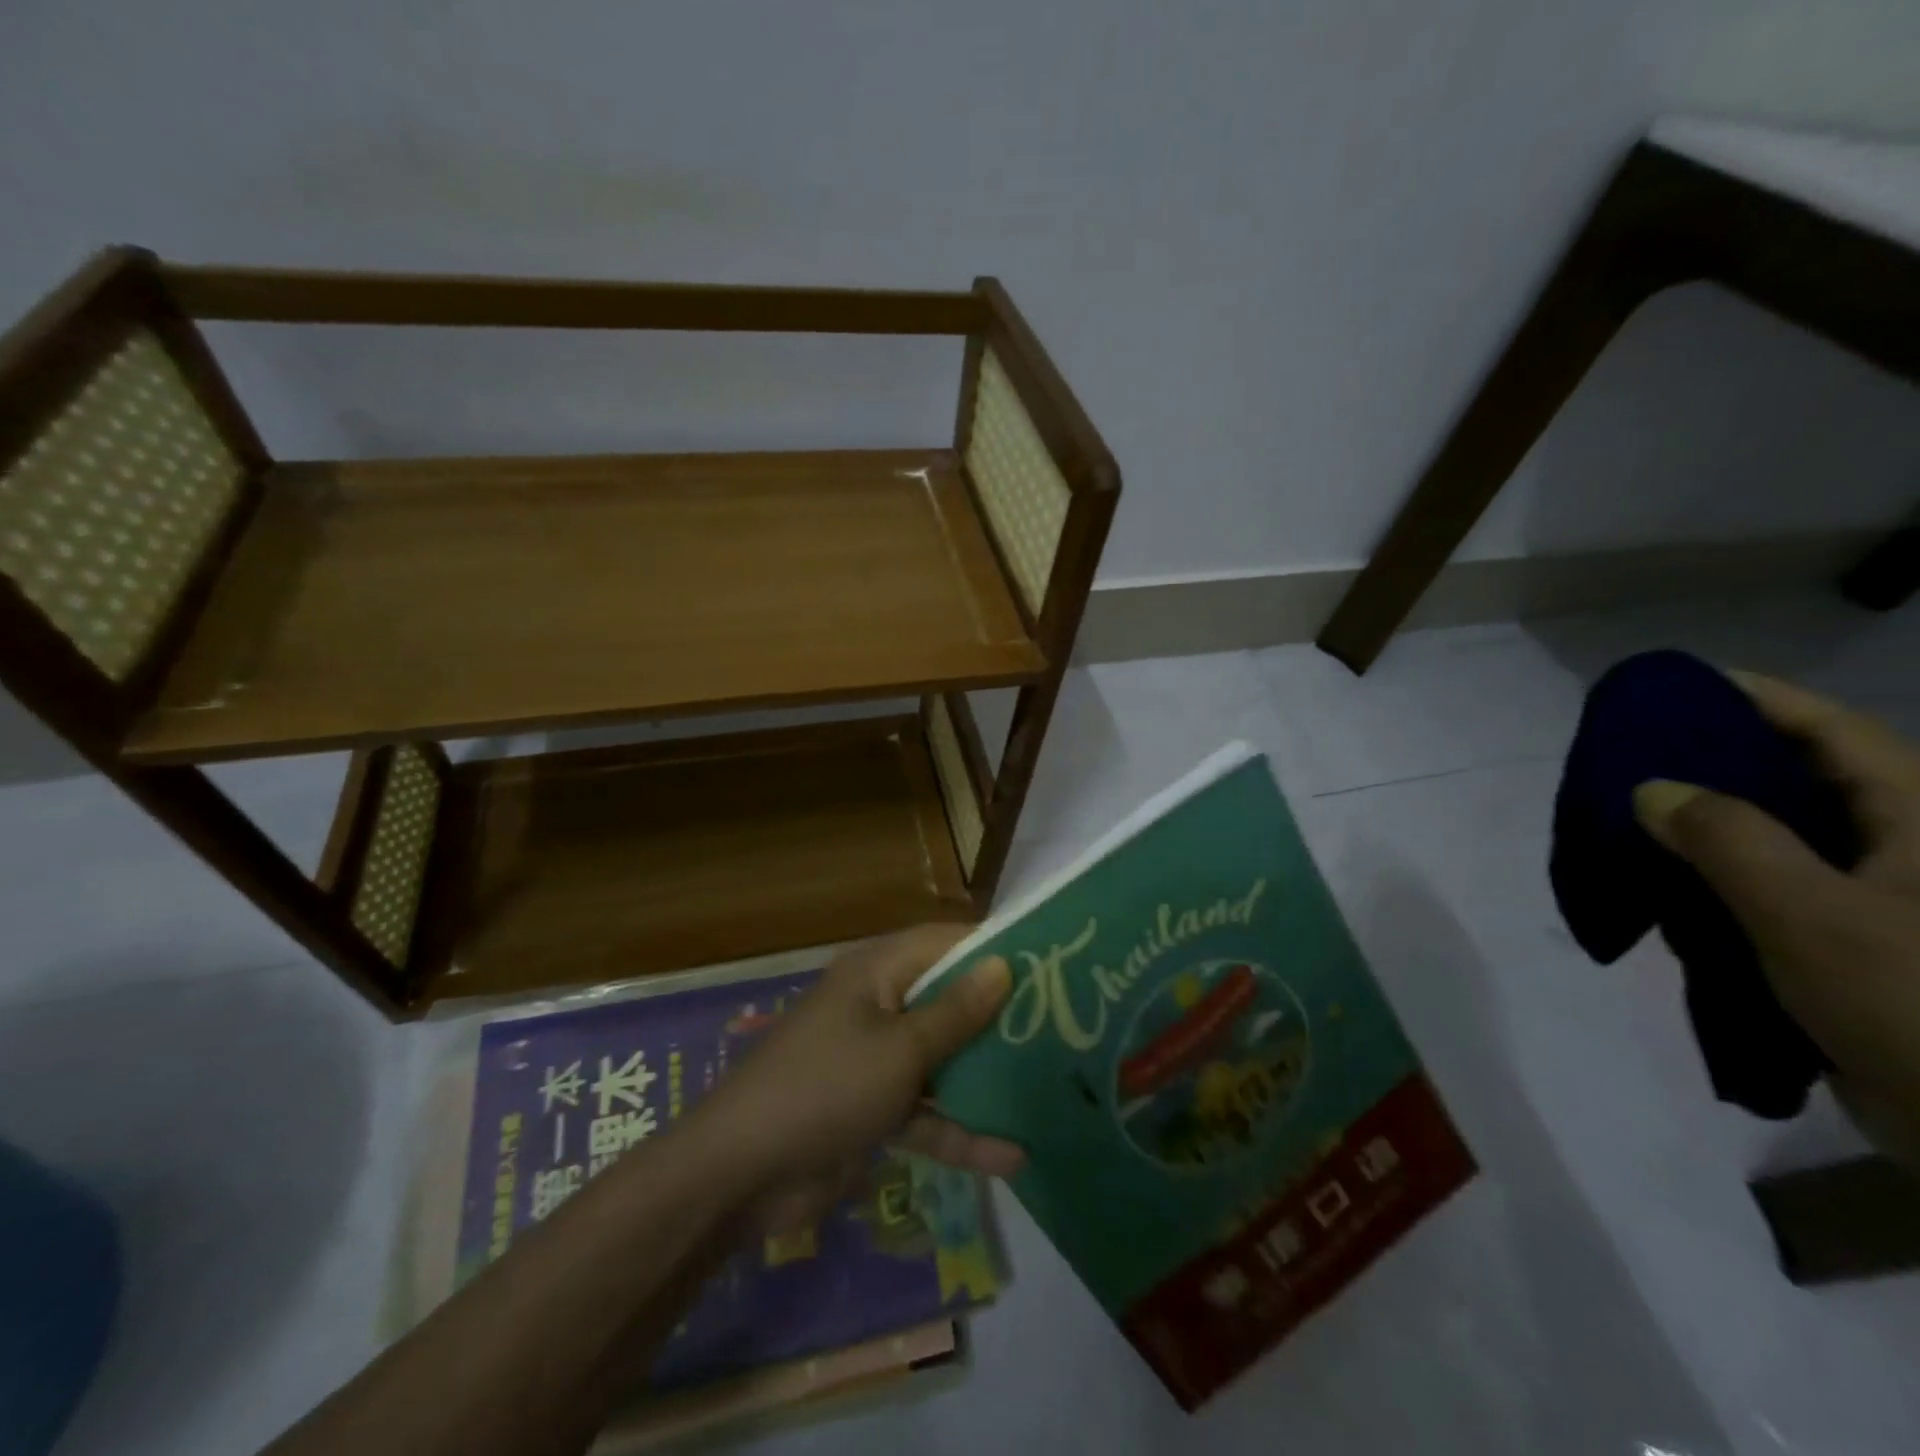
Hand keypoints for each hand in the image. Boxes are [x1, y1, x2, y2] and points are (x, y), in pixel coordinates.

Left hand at [695, 925, 1024, 1226]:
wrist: (741, 1176)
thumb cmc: (825, 1088)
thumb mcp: (899, 1050)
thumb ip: (955, 1012)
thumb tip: (1003, 964)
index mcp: (877, 973)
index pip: (944, 944)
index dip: (993, 949)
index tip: (1048, 962)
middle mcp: (879, 1006)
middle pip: (948, 1001)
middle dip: (998, 1017)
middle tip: (1062, 1025)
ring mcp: (876, 1060)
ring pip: (941, 1058)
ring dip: (985, 1077)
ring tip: (1050, 1088)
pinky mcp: (873, 1109)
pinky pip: (925, 1110)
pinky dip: (959, 1129)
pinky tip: (1011, 1156)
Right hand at [1634, 672, 1919, 1162]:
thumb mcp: (1813, 916)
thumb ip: (1725, 840)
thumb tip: (1651, 789)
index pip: (1831, 732)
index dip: (1756, 699)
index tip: (1677, 686)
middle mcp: (1902, 845)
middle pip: (1799, 778)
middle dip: (1713, 762)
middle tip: (1631, 757)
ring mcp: (1878, 896)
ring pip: (1778, 835)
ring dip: (1704, 825)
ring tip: (1631, 816)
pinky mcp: (1851, 941)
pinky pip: (1769, 887)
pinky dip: (1714, 878)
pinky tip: (1665, 884)